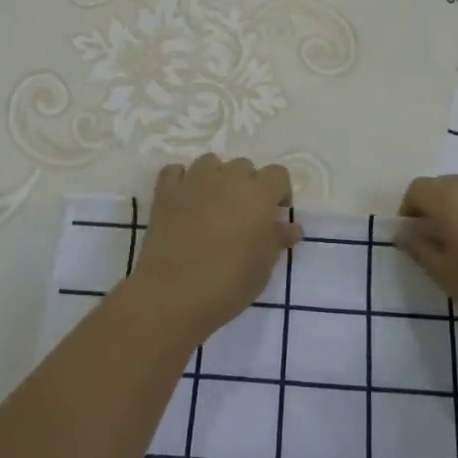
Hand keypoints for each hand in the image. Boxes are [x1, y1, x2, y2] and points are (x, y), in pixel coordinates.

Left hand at [124, 155, 299, 345]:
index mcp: (259, 193)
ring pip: (211, 162)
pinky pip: (175, 171)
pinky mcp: (166, 191)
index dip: (279, 193)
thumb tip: (291, 227)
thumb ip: (278, 239)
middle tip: (242, 217)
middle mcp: (228, 178)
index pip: (278, 174)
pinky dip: (182, 181)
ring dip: (216, 178)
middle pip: (244, 166)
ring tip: (213, 206)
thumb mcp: (263, 267)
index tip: (274, 217)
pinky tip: (183, 201)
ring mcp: (194, 181)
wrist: (173, 295)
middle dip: (247, 186)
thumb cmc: (228, 283)